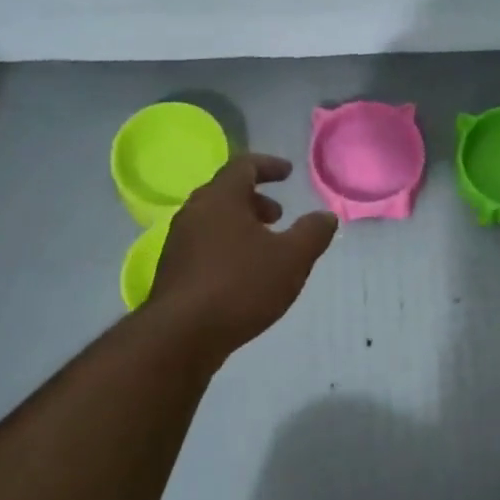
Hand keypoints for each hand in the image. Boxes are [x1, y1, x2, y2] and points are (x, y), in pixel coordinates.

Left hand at [150, 154, 337, 360]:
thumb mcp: (292, 258)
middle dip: (255, 199)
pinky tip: (244, 274)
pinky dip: (228, 246)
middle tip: (278, 215)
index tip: (288, 172)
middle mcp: (194, 213)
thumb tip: (326, 216)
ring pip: (214, 221)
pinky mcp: (174, 271)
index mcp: (220, 199)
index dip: (268, 166)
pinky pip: (205, 245)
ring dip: (241, 225)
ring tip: (265, 247)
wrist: (183, 334)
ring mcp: (179, 243)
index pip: (243, 166)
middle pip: (225, 193)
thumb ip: (313, 233)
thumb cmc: (241, 286)